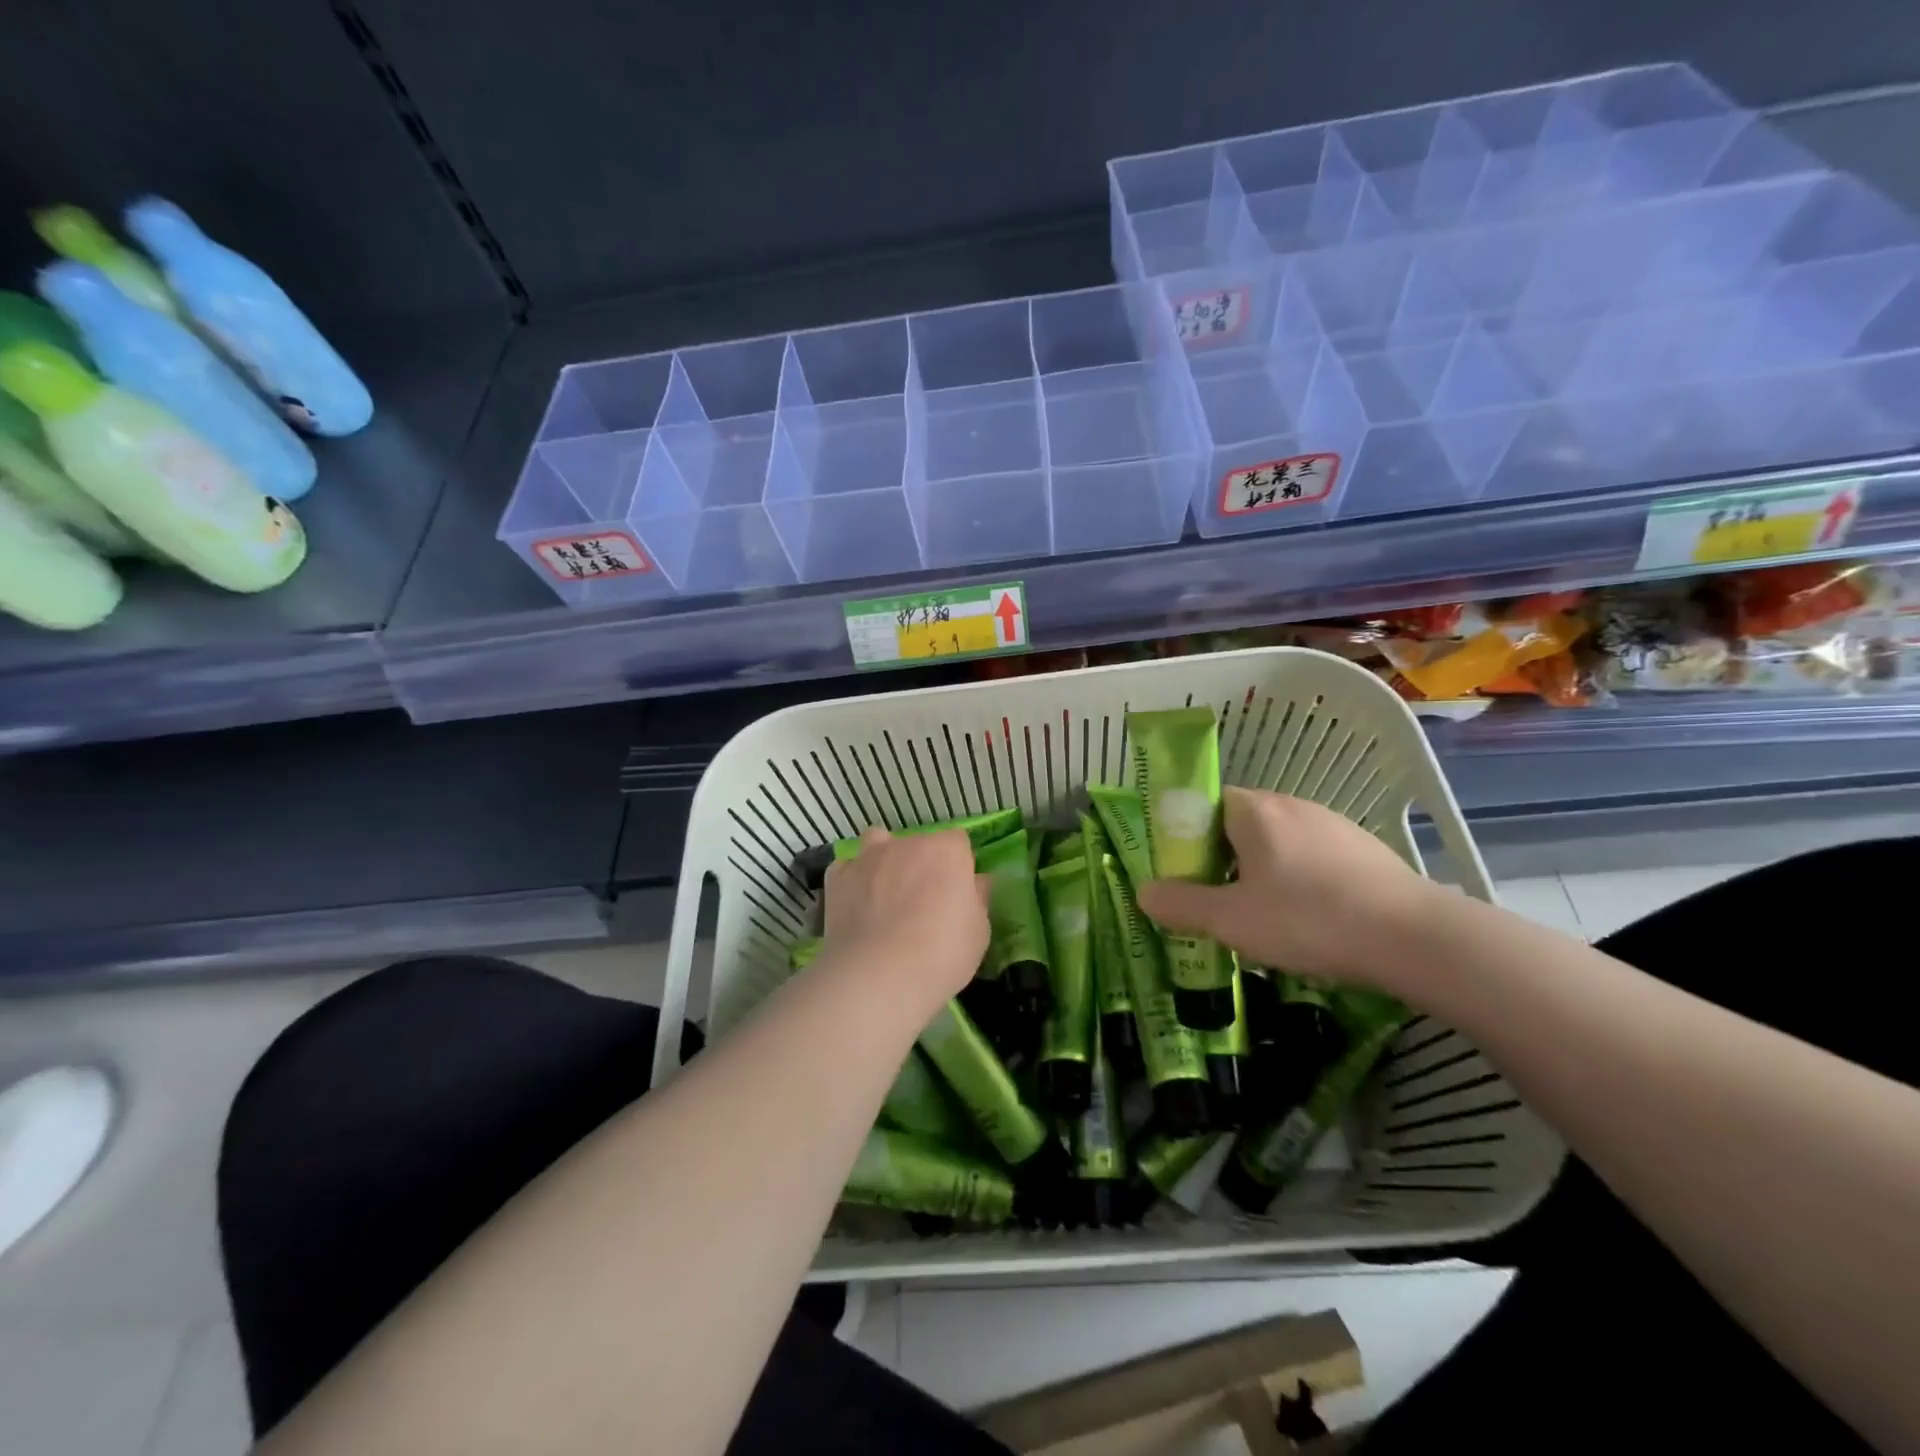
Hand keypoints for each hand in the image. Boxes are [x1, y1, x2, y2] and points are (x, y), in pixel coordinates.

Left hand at [820, 827, 989, 1005]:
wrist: (878, 976)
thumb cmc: (941, 954)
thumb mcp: (979, 932)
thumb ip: (977, 899)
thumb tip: (976, 882)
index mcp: (947, 850)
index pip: (957, 842)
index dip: (958, 866)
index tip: (957, 894)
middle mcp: (907, 843)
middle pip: (918, 844)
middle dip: (922, 865)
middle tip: (923, 903)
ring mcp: (868, 857)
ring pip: (878, 843)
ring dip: (883, 861)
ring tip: (884, 894)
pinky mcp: (838, 877)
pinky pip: (847, 869)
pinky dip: (852, 881)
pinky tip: (856, 906)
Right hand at [1136, 787, 1437, 988]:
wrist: (1415, 937)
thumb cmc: (1308, 919)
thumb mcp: (1231, 920)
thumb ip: (1181, 904)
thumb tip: (1144, 892)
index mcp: (1254, 811)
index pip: (1204, 804)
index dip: (1188, 838)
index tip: (1188, 877)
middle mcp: (1291, 805)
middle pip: (1239, 825)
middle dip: (1223, 861)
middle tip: (1220, 904)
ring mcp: (1333, 824)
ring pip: (1278, 843)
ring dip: (1262, 873)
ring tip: (1265, 919)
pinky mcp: (1364, 849)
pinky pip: (1313, 858)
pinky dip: (1300, 881)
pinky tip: (1311, 920)